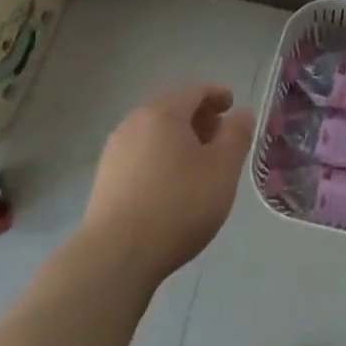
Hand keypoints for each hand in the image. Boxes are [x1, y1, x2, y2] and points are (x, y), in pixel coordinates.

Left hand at [82, 84, 255, 286]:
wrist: (118, 254)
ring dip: (179, 138)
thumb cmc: (179, 204)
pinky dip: (161, 156)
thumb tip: (240, 113)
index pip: (194, 90)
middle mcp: (134, 123)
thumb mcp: (223, 168)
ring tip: (199, 162)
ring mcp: (115, 150)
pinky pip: (141, 153)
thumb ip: (236, 135)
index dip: (217, 95)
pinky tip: (172, 183)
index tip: (232, 106)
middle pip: (171, 108)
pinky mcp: (106, 177)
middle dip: (199, 117)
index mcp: (163, 113)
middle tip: (220, 136)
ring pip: (154, 132)